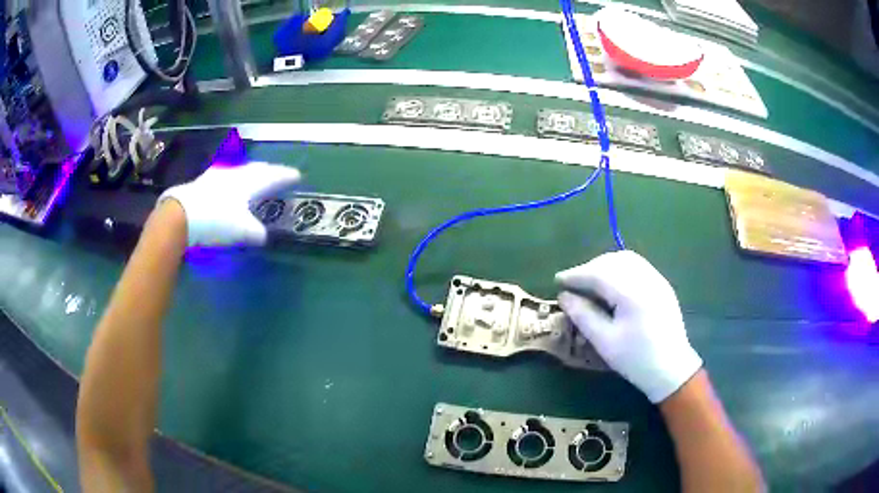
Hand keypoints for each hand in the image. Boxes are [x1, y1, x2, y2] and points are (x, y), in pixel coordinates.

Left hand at [158, 162, 300, 246]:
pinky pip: (224, 176)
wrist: (181, 215)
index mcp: (248, 183)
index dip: (285, 176)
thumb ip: (255, 232)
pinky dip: (232, 179)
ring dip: (249, 173)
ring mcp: (217, 176)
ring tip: (253, 176)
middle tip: (277, 174)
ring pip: (239, 170)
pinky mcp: (203, 181)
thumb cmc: (216, 220)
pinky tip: (227, 182)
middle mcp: (235, 174)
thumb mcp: (241, 231)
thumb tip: (263, 236)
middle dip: (269, 171)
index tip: (297, 175)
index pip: (272, 177)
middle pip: (256, 169)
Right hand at [556, 251, 701, 402]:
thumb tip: (563, 296)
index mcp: (632, 293)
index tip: (557, 280)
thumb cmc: (636, 359)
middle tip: (573, 283)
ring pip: (626, 259)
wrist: (671, 369)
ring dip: (604, 265)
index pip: (598, 273)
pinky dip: (619, 268)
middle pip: (612, 261)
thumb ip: (583, 315)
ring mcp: (657, 279)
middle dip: (589, 268)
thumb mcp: (604, 341)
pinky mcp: (662, 284)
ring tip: (590, 282)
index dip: (576, 274)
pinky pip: (637, 265)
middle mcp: (646, 278)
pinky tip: (612, 284)